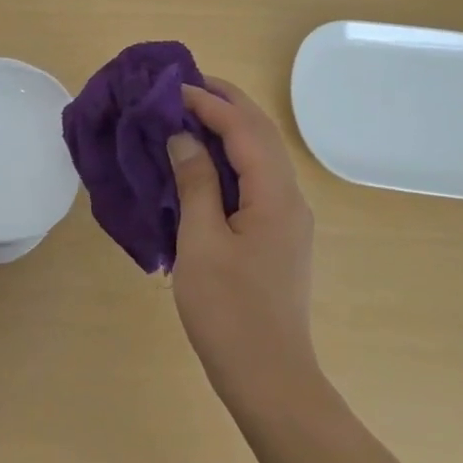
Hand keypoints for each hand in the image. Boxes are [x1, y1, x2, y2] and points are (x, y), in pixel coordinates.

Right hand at [167, 78, 317, 406]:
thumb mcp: (201, 242)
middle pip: (261, 134)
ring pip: (261, 156)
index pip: (244, 129)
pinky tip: (204, 162)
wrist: (269, 377)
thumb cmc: (229, 311)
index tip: (172, 87)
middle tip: (186, 84)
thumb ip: (196, 183)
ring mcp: (287, 218)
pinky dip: (231, 157)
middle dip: (227, 103)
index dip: (209, 103)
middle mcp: (290, 197)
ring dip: (230, 128)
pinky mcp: (277, 236)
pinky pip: (256, 180)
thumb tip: (183, 138)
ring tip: (191, 112)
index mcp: (275, 195)